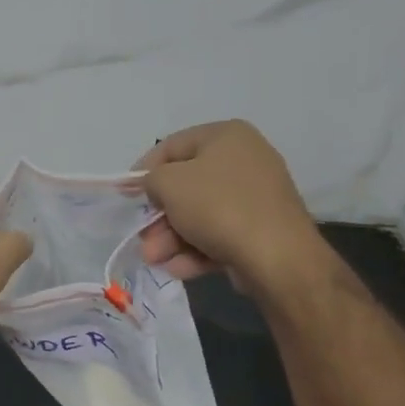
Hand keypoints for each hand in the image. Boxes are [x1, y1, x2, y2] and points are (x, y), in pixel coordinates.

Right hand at [134, 120, 324, 294]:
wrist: (278, 257)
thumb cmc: (218, 206)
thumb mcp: (169, 184)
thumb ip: (150, 179)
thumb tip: (153, 187)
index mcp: (226, 136)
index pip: (172, 146)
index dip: (143, 170)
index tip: (126, 194)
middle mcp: (244, 160)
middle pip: (185, 187)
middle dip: (159, 217)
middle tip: (143, 239)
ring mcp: (255, 197)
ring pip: (200, 215)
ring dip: (171, 239)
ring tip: (155, 260)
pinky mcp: (261, 230)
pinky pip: (219, 235)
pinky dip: (196, 251)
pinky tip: (179, 269)